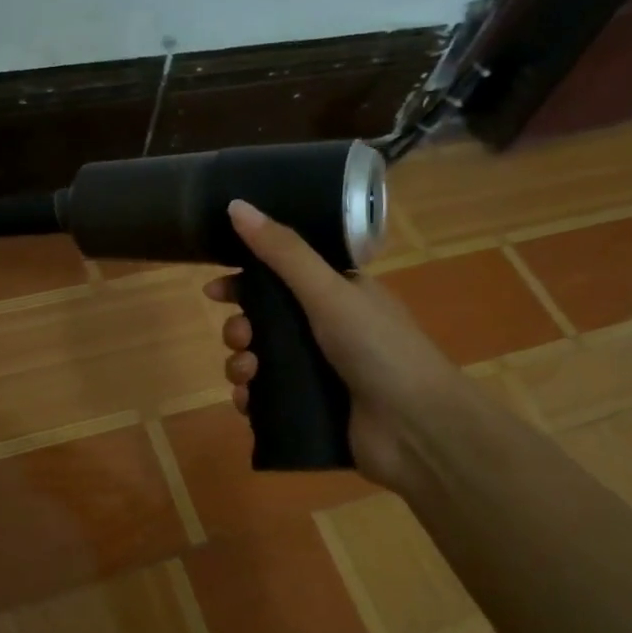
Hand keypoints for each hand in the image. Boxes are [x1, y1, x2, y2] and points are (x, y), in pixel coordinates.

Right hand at [206, 200, 457, 489]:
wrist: (417, 428)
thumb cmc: (377, 348)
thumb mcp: (328, 290)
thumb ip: (282, 252)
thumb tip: (235, 205)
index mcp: (336, 294)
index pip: (279, 277)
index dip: (244, 281)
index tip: (214, 291)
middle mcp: (326, 330)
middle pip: (263, 321)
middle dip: (239, 328)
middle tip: (240, 337)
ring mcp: (319, 372)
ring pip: (259, 361)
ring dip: (240, 364)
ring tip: (247, 374)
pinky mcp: (311, 409)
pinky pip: (265, 399)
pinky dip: (250, 398)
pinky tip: (247, 401)